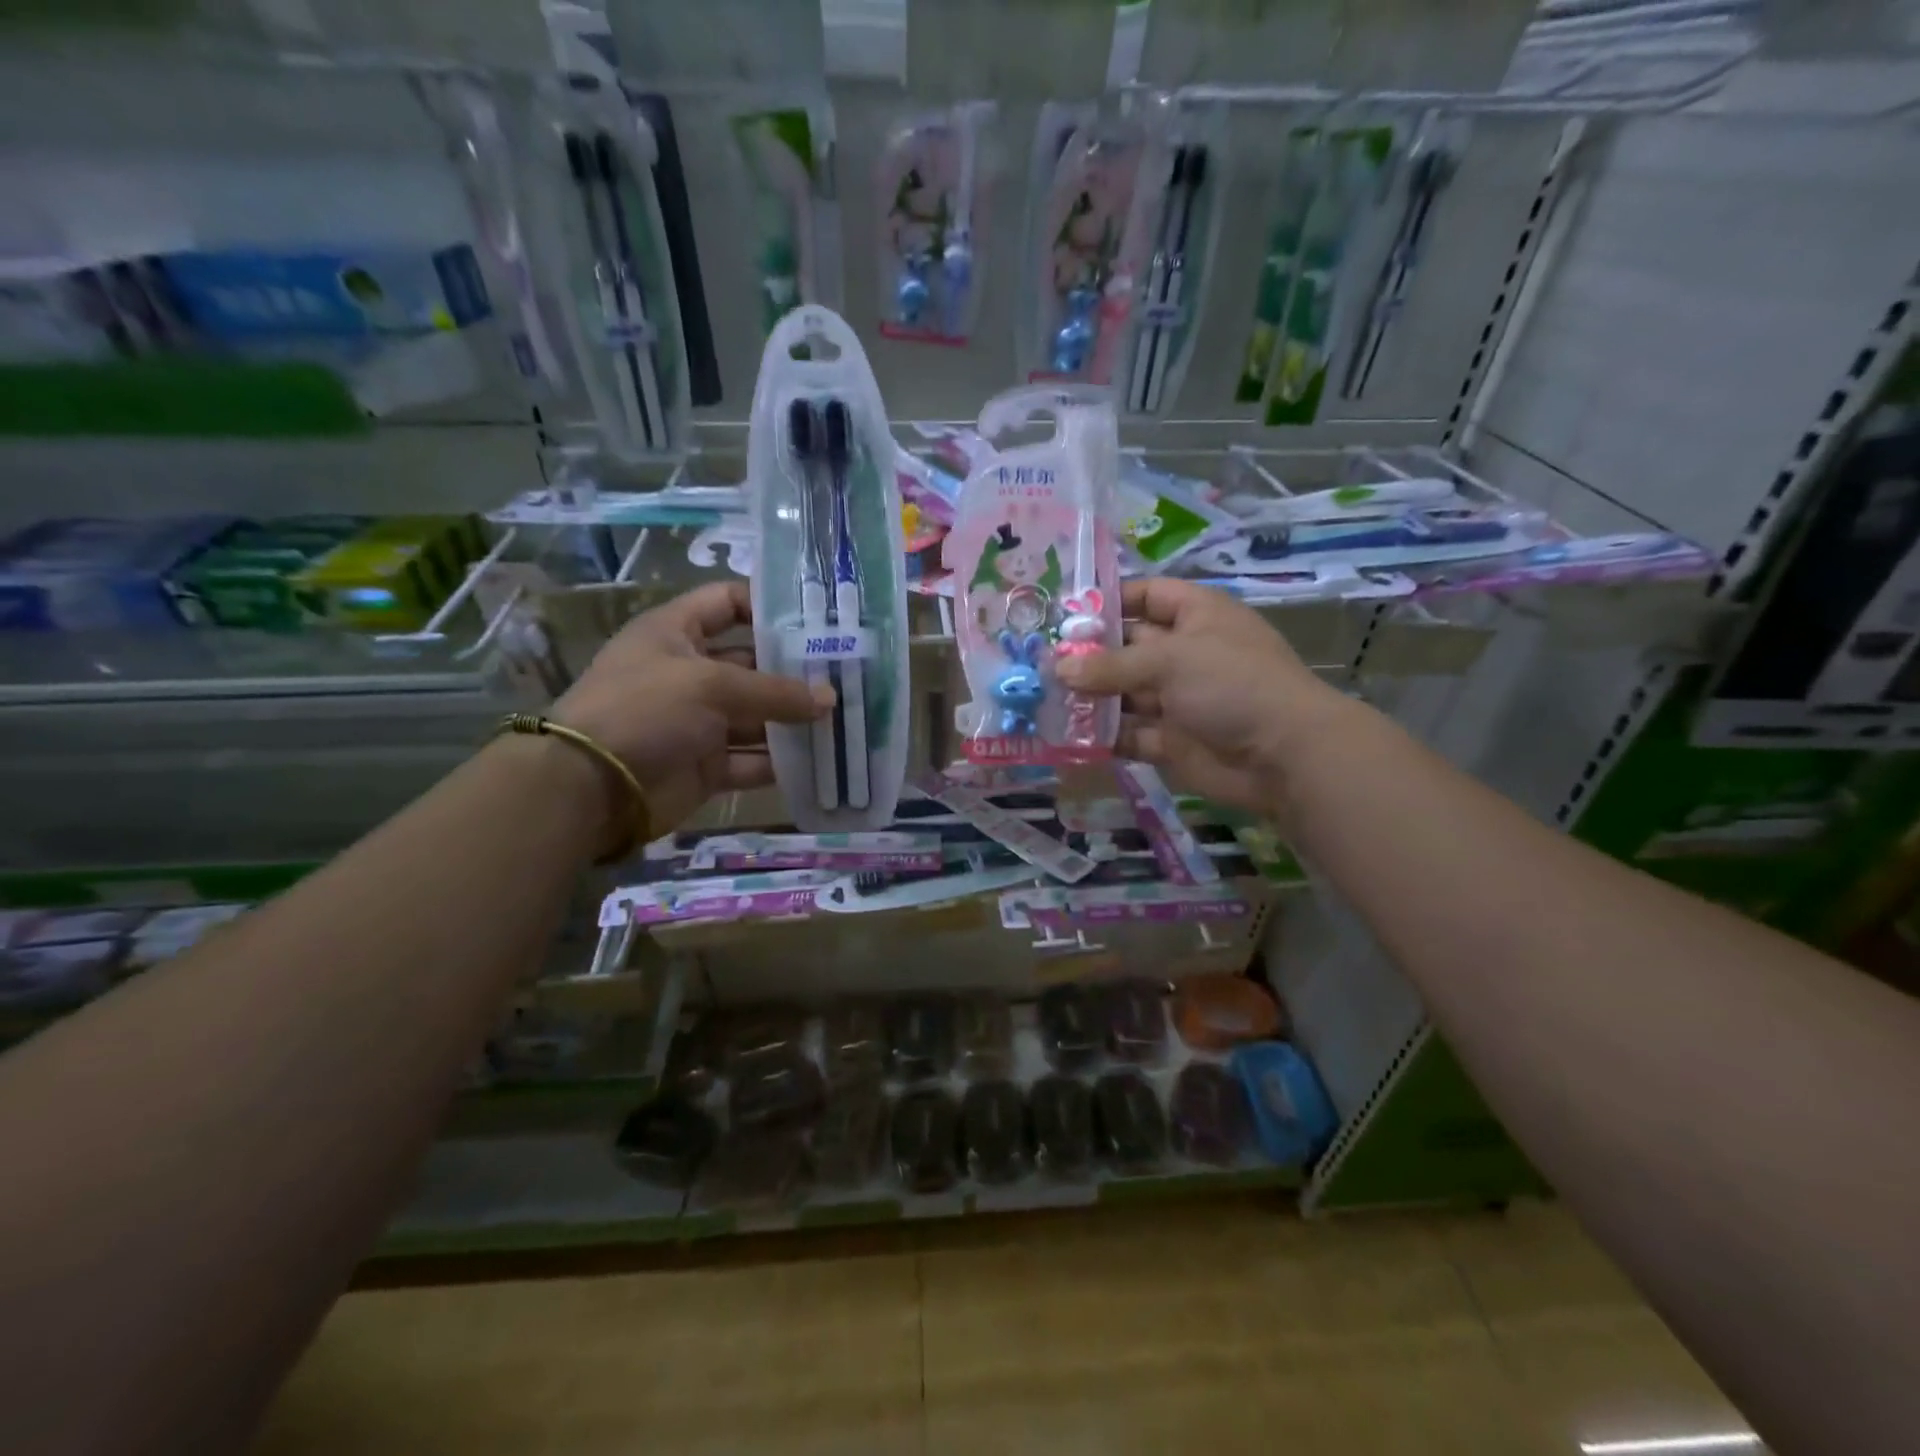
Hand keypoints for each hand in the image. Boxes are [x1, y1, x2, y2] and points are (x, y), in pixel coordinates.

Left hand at [553, 582, 832, 833]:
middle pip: (752, 663)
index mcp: (676, 633)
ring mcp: (698, 721)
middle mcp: (689, 672)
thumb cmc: (646, 710)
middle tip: (847, 676)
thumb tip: (830, 699)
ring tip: (844, 719)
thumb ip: (775, 691)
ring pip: (757, 716)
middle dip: (796, 671)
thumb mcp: (712, 685)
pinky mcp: (706, 765)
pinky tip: (820, 760)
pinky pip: (751, 760)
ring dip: (795, 720)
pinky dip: (781, 762)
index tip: (817, 619)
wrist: (591, 787)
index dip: (768, 605)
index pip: (727, 602)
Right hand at [1054, 578, 1354, 815]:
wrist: (1284, 756)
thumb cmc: (1232, 684)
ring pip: (1123, 693)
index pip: (1146, 595)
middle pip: (1127, 647)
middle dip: (1086, 654)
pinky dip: (1102, 735)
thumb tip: (1058, 668)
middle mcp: (1184, 653)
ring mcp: (1178, 699)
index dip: (1108, 600)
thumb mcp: (1170, 661)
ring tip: (1040, 698)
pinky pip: (1129, 733)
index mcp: (1195, 616)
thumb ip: (1110, 665)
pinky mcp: (1171, 740)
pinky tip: (1065, 735)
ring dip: (1088, 697)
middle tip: (1038, 660)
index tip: (1063, 613)